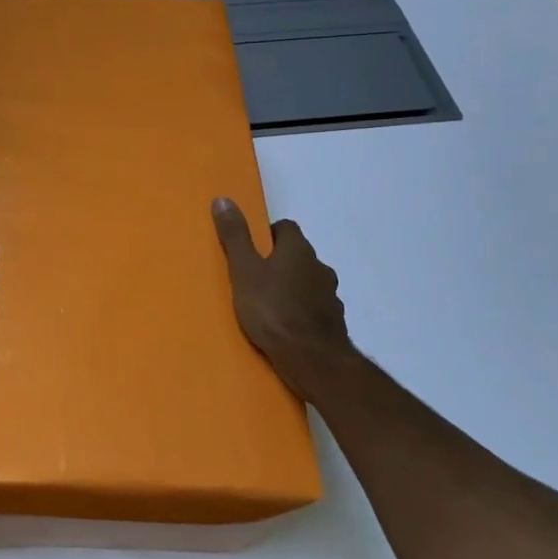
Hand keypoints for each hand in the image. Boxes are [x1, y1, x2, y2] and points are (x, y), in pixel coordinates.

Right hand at [212, 197, 357, 394]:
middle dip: (280, 262)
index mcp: (298, 249)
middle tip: (255, 277)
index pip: (286, 228)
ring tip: (269, 304)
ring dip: (293, 287)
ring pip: (308, 282)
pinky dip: (302, 311)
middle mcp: (320, 267)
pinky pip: (314, 308)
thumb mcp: (244, 270)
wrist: (312, 359)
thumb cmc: (272, 309)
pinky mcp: (334, 322)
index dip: (268, 235)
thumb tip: (223, 199)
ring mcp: (331, 295)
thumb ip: (235, 237)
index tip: (251, 249)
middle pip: (299, 255)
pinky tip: (285, 326)